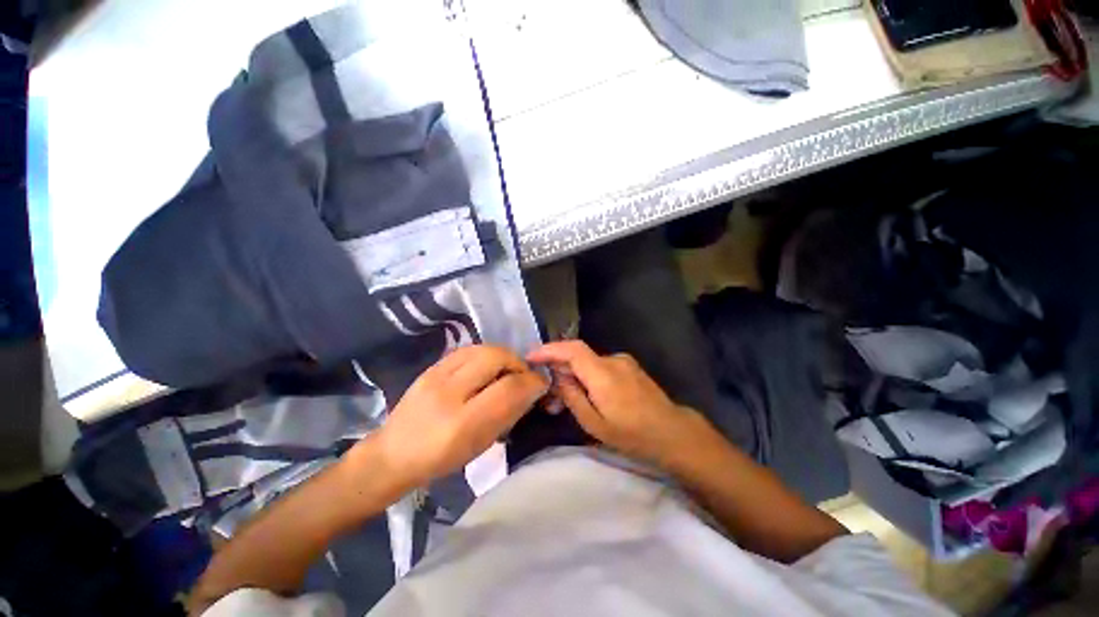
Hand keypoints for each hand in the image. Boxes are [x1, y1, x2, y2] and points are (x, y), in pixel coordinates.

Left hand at [354, 346, 547, 488]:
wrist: (392, 454)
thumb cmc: (440, 459)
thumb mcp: (480, 445)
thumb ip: (508, 414)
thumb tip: (531, 389)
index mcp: (462, 423)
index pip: (509, 389)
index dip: (532, 382)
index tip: (541, 383)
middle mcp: (448, 393)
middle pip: (496, 357)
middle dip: (518, 362)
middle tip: (523, 375)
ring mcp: (436, 375)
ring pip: (482, 348)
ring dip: (503, 355)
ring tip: (506, 369)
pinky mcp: (430, 367)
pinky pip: (467, 349)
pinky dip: (485, 354)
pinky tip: (487, 366)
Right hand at [527, 340, 702, 464]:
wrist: (672, 432)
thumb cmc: (632, 434)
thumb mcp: (595, 423)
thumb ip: (573, 397)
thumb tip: (559, 378)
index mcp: (603, 373)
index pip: (572, 349)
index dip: (549, 349)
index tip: (531, 357)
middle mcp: (612, 360)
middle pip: (578, 355)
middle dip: (559, 366)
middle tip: (545, 386)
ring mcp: (623, 362)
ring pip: (589, 362)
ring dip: (574, 372)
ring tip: (564, 395)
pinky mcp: (629, 367)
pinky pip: (601, 366)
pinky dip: (588, 374)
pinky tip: (586, 392)